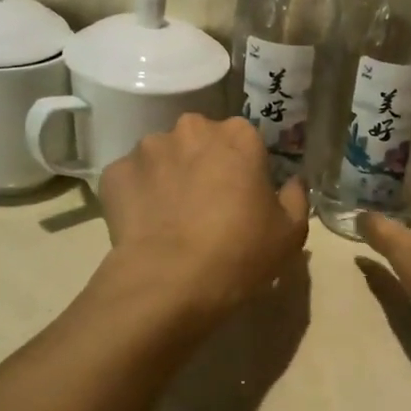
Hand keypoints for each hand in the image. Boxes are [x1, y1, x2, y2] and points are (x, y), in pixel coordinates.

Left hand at [98, 115, 308, 323]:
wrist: (171, 281)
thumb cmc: (241, 252)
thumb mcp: (291, 232)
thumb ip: (296, 198)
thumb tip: (292, 183)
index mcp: (238, 135)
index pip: (246, 141)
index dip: (246, 169)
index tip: (244, 196)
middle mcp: (192, 129)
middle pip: (201, 141)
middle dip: (204, 164)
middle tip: (208, 205)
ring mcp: (148, 148)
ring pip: (164, 157)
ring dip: (170, 177)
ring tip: (172, 218)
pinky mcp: (114, 173)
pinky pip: (132, 179)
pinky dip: (139, 195)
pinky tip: (146, 226)